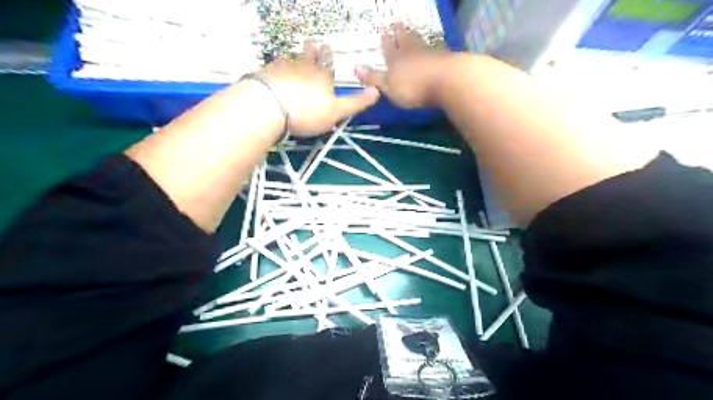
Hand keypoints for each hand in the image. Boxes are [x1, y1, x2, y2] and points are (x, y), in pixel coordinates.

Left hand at [261, 41, 381, 135]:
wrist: (271, 106)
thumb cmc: (308, 112)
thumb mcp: (337, 112)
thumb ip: (356, 102)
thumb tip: (377, 91)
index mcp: (323, 78)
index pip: (328, 64)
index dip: (328, 56)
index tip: (327, 47)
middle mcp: (305, 68)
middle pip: (310, 56)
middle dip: (313, 51)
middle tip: (313, 44)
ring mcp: (285, 68)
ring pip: (293, 59)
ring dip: (296, 57)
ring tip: (296, 56)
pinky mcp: (268, 73)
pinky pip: (275, 66)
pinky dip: (278, 66)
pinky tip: (276, 69)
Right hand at [355, 23, 449, 108]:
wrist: (446, 81)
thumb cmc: (413, 88)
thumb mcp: (388, 87)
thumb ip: (374, 78)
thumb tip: (355, 67)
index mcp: (395, 60)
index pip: (388, 47)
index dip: (385, 40)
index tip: (383, 30)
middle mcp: (410, 51)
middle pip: (404, 39)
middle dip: (399, 32)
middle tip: (398, 22)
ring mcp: (428, 51)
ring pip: (419, 40)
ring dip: (414, 35)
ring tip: (412, 29)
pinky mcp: (443, 56)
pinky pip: (436, 46)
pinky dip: (434, 43)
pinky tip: (435, 42)